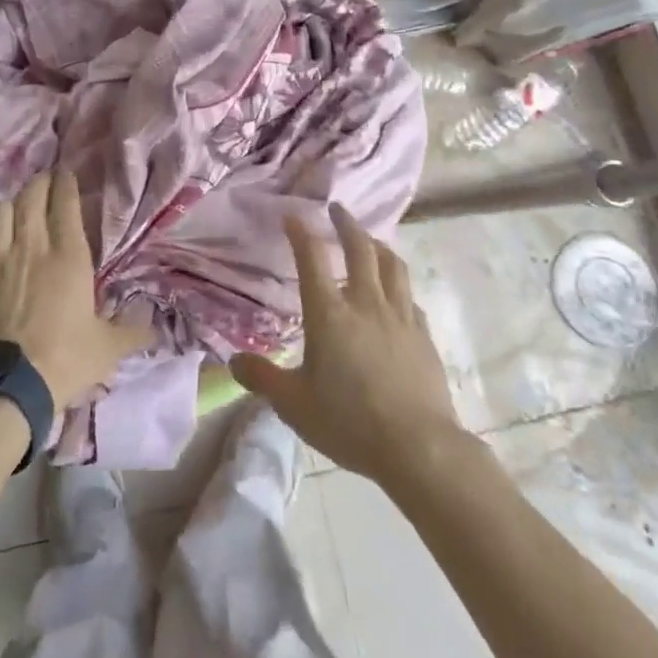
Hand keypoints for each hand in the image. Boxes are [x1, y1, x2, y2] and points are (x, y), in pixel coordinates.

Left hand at [0, 171, 153, 409]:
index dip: (66, 182)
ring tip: (14, 216)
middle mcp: (29, 245)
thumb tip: (156, 328)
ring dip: (9, 209)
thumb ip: (131, 332)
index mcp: (67, 255)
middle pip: (30, 195)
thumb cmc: (63, 361)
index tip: (66, 174)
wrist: (4, 386)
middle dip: (38, 184)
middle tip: (43, 185)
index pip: (65, 201)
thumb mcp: (107, 349)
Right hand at [231, 204, 483, 485]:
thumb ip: (262, 379)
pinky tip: (396, 294)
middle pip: (360, 248)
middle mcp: (366, 303)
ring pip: (392, 265)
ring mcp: (400, 317)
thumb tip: (233, 361)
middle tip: (337, 209)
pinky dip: (399, 285)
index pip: (312, 258)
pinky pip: (410, 298)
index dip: (301, 232)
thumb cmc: (349, 422)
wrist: (419, 449)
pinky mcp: (424, 336)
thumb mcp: (294, 405)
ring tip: (369, 239)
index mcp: (330, 313)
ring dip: (378, 245)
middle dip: (346, 223)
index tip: (293, 215)